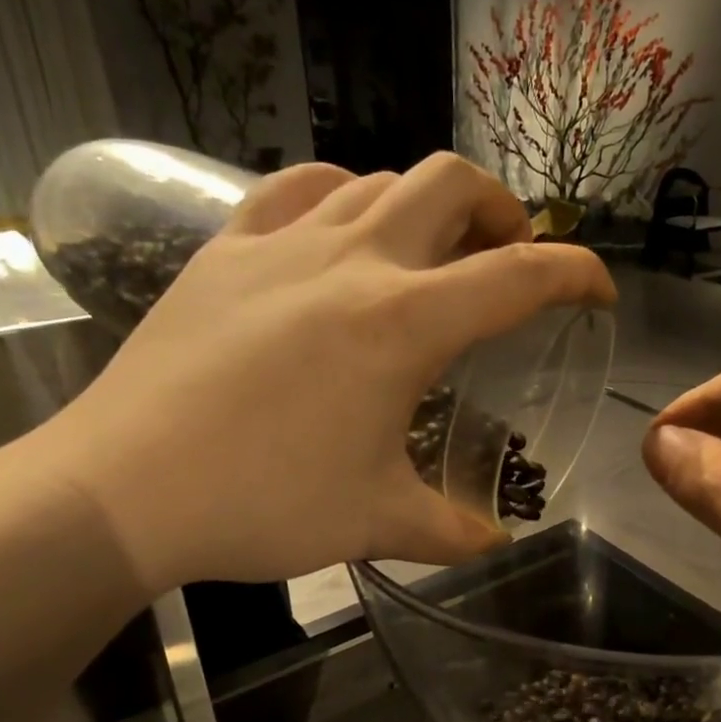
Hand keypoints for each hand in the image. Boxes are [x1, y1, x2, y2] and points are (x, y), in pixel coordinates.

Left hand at [31, 155, 615, 588]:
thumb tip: (497, 543)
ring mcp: (282, 243)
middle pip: (453, 182)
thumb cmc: (264, 503)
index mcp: (404, 323)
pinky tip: (342, 230)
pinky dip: (343, 194)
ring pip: (378, 177)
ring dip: (426, 204)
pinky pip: (299, 187)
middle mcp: (354, 260)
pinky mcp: (226, 249)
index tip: (598, 289)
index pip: (520, 275)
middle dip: (503, 210)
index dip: (577, 273)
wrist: (122, 490)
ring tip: (431, 254)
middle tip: (509, 258)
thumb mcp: (377, 523)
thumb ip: (453, 532)